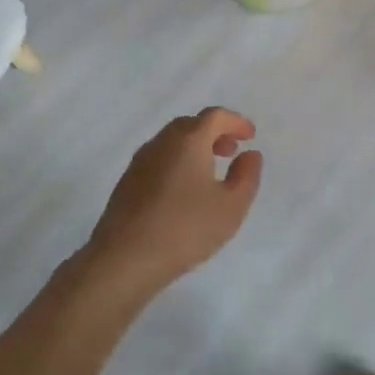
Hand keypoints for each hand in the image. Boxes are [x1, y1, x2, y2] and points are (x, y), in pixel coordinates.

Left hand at [81, 108, 263, 293]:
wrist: (125, 258)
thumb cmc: (185, 228)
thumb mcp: (231, 206)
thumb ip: (246, 176)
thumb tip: (250, 154)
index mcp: (188, 141)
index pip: (215, 116)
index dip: (236, 122)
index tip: (250, 136)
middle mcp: (161, 143)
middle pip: (190, 125)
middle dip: (214, 133)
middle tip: (231, 151)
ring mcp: (140, 162)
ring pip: (171, 142)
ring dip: (194, 148)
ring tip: (209, 172)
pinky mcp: (127, 182)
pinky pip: (158, 160)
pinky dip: (177, 162)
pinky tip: (183, 191)